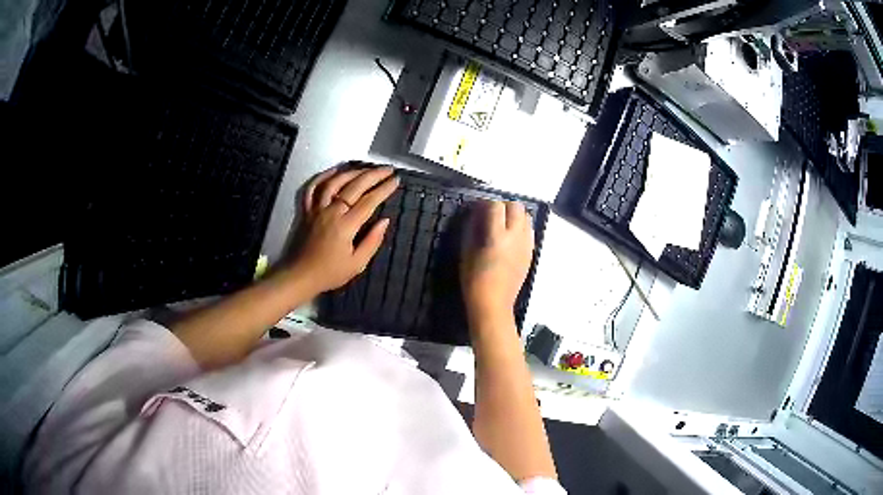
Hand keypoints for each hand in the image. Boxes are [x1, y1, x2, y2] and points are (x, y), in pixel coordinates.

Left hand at [289, 166, 398, 293]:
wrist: (300, 275)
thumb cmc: (330, 273)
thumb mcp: (357, 264)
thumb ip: (372, 241)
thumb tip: (384, 221)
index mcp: (346, 225)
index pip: (369, 201)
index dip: (384, 189)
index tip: (396, 181)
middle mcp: (331, 211)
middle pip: (354, 186)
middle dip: (374, 175)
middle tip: (387, 169)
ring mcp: (317, 209)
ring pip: (335, 182)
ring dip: (352, 172)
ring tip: (366, 168)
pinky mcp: (306, 210)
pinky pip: (313, 188)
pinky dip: (323, 177)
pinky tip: (335, 171)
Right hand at [460, 200, 533, 325]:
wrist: (494, 304)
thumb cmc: (474, 280)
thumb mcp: (466, 252)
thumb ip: (471, 228)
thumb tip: (475, 213)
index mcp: (497, 237)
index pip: (496, 206)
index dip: (486, 203)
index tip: (477, 208)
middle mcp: (516, 237)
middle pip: (516, 206)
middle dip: (503, 205)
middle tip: (491, 214)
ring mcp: (526, 245)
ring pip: (526, 217)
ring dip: (514, 215)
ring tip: (502, 225)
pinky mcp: (531, 253)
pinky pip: (529, 231)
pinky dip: (520, 227)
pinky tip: (509, 237)